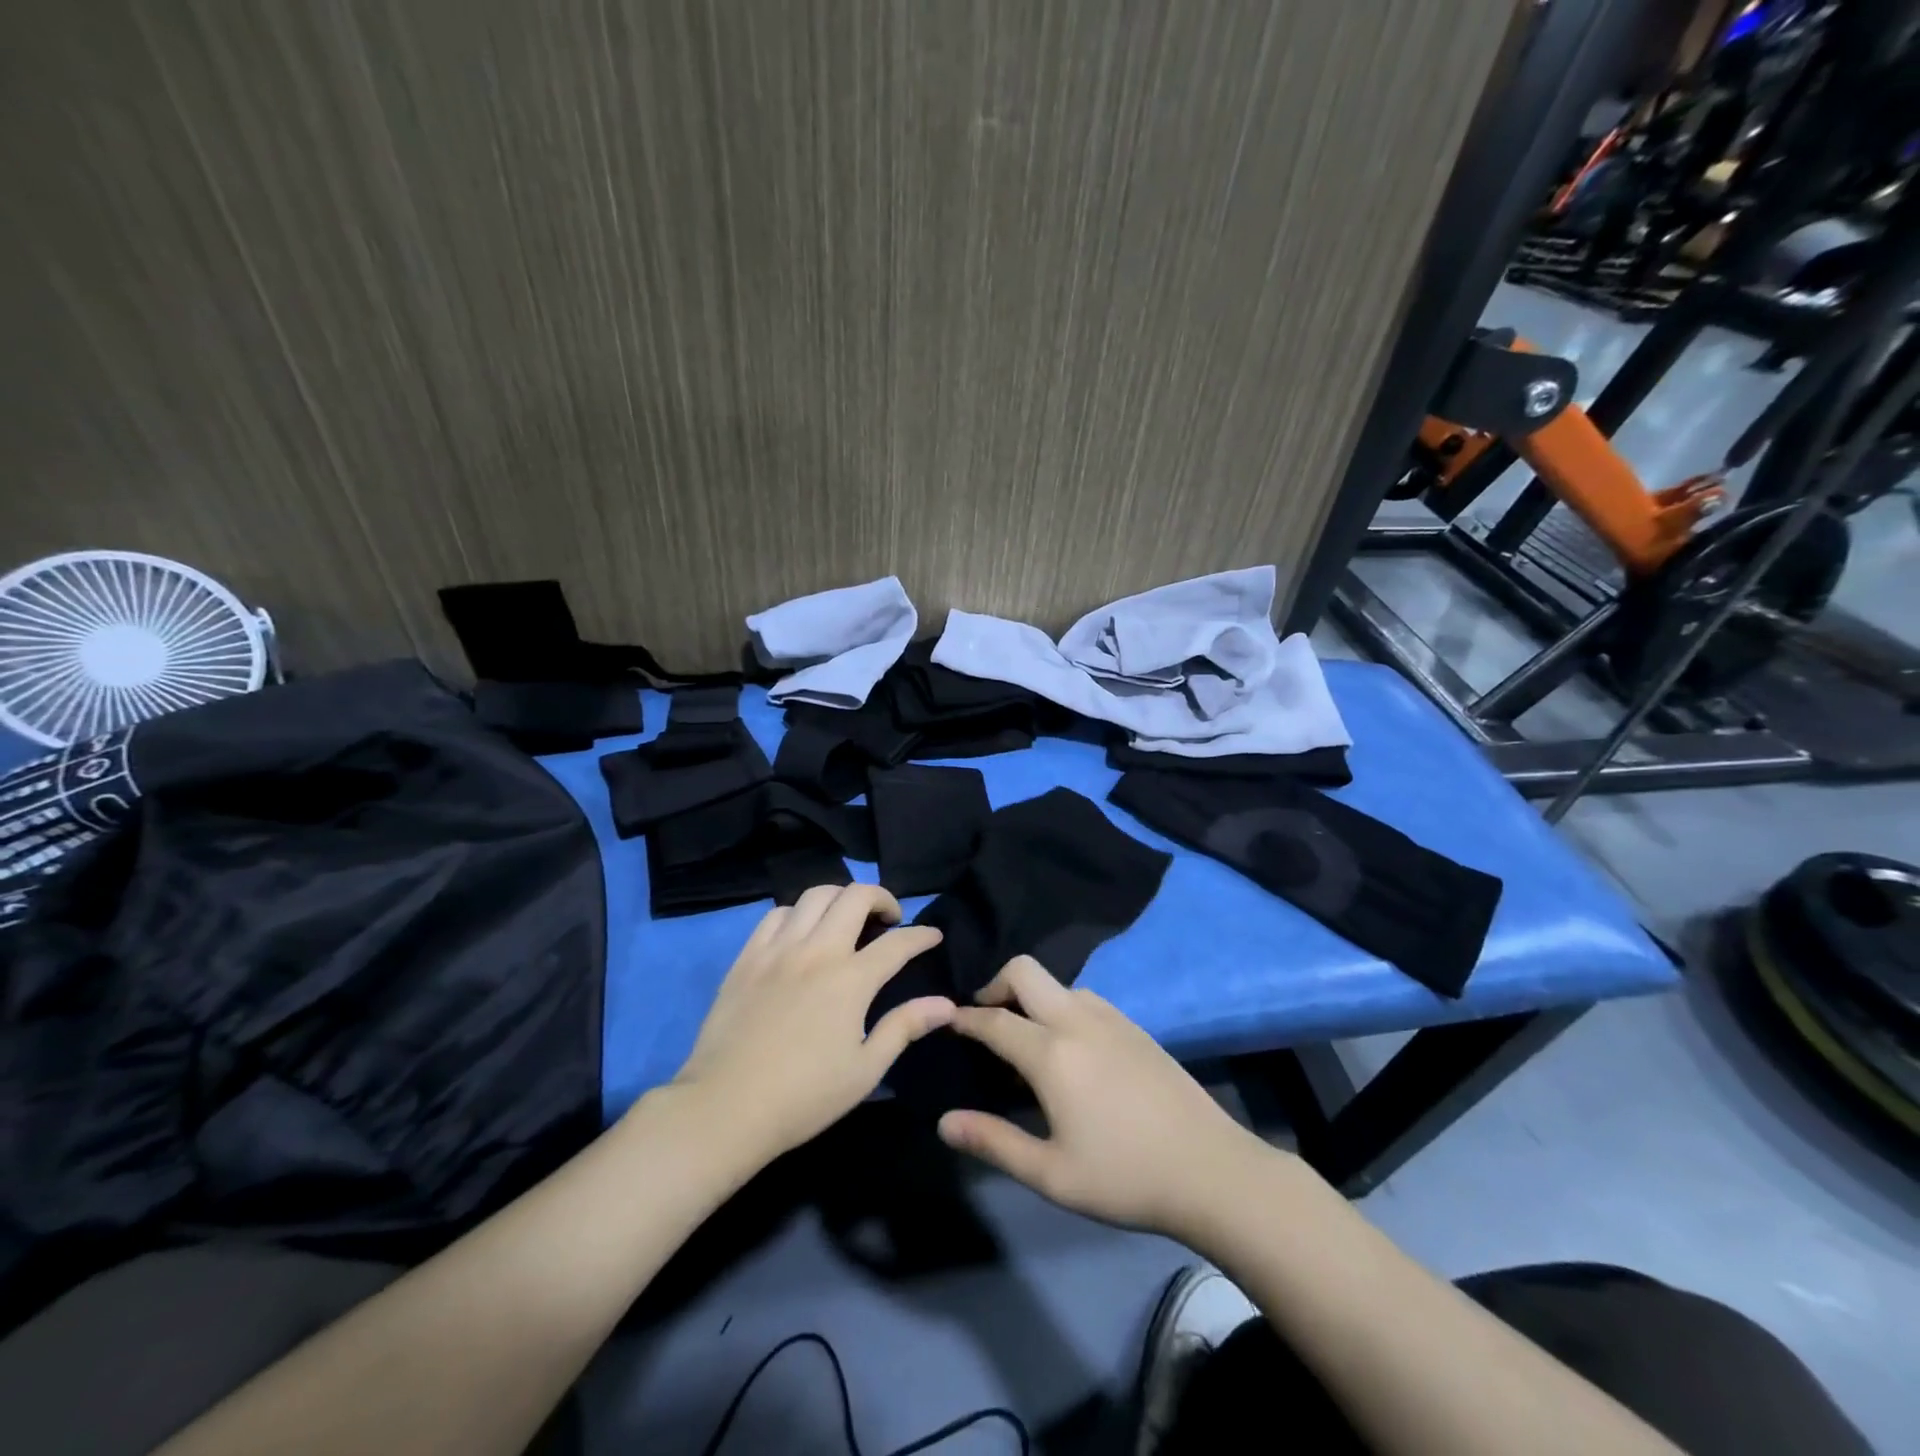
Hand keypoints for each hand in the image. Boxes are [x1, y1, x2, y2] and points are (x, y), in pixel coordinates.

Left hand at [667, 884, 953, 1163]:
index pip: (898, 943)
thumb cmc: (803, 1096)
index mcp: (851, 980)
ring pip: (815, 895)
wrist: (724, 1108)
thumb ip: (904, 1027)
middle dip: (881, 898)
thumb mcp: (865, 1070)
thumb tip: (946, 1004)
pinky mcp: (747, 956)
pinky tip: (802, 933)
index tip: (933, 936)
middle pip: (855, 897)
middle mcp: (817, 951)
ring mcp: (778, 949)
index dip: (922, 935)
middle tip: (889, 919)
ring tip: (847, 919)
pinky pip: (777, 914)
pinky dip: (798, 913)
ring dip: (840, 898)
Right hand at [937, 956, 1270, 1238]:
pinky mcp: (1134, 1026)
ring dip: (1032, 997)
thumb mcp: (1051, 1173)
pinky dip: (1061, 1007)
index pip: (994, 1020)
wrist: (1211, 1170)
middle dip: (995, 985)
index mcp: (1051, 1053)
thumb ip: (993, 1142)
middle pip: (1024, 971)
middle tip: (985, 1019)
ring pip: (1057, 983)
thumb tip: (943, 1121)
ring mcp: (1111, 1018)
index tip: (946, 1019)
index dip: (965, 1018)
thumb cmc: (1124, 1177)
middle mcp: (1077, 1020)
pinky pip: (1085, 998)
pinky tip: (1071, 1049)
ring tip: (1027, 1040)